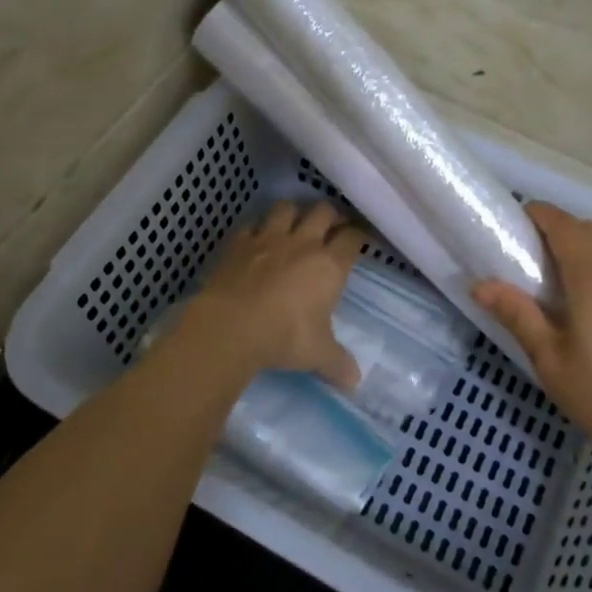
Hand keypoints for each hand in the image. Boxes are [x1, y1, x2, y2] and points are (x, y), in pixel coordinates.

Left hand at [179, 201, 365, 389]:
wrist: (231, 326)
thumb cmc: (284, 337)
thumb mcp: (318, 355)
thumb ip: (338, 364)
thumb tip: (355, 383)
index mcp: (329, 265)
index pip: (352, 238)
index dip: (359, 235)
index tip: (361, 238)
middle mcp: (303, 243)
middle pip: (323, 211)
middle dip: (330, 215)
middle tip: (331, 226)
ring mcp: (268, 238)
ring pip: (286, 208)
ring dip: (293, 212)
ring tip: (294, 223)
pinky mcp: (238, 243)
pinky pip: (251, 225)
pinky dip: (256, 229)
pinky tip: (255, 239)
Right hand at [473, 202, 591, 500]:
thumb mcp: (550, 360)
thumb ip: (517, 315)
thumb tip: (480, 285)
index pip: (564, 225)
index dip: (538, 213)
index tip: (511, 221)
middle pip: (587, 228)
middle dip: (555, 226)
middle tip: (524, 249)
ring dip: (576, 242)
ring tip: (547, 272)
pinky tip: (578, 295)